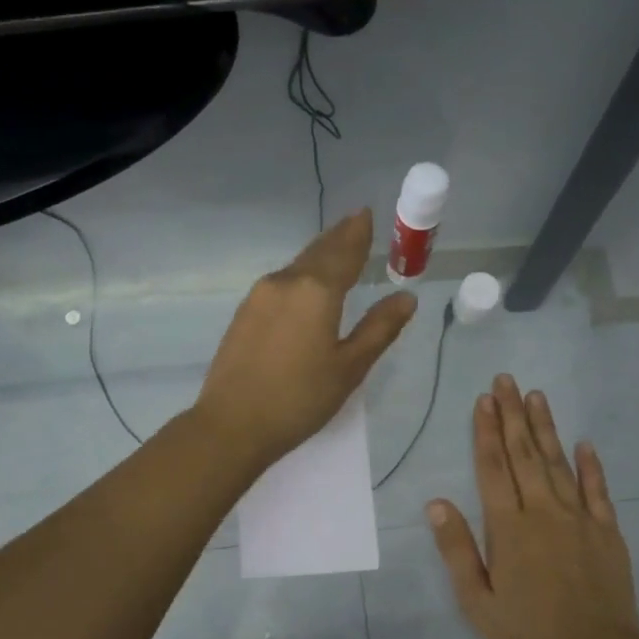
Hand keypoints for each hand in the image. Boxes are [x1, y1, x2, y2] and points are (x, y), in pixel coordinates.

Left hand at [196, 209, 415, 468]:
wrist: (232, 424)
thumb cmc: (299, 399)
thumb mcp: (349, 368)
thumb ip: (379, 329)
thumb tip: (406, 298)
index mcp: (316, 290)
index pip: (344, 252)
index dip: (358, 233)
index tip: (366, 214)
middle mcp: (285, 282)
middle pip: (317, 252)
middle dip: (338, 237)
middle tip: (355, 223)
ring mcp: (259, 297)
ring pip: (296, 267)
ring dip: (318, 256)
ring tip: (335, 250)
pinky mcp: (243, 314)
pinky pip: (280, 284)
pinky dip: (299, 276)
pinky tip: (304, 286)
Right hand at [428, 374, 638, 638]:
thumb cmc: (529, 633)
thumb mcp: (478, 602)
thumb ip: (457, 550)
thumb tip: (435, 503)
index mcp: (509, 528)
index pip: (493, 469)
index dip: (485, 433)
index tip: (482, 400)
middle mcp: (543, 512)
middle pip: (525, 455)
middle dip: (513, 416)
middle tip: (506, 380)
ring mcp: (579, 519)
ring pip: (559, 463)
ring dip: (546, 428)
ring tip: (536, 396)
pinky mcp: (607, 531)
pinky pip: (597, 490)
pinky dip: (590, 465)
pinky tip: (584, 442)